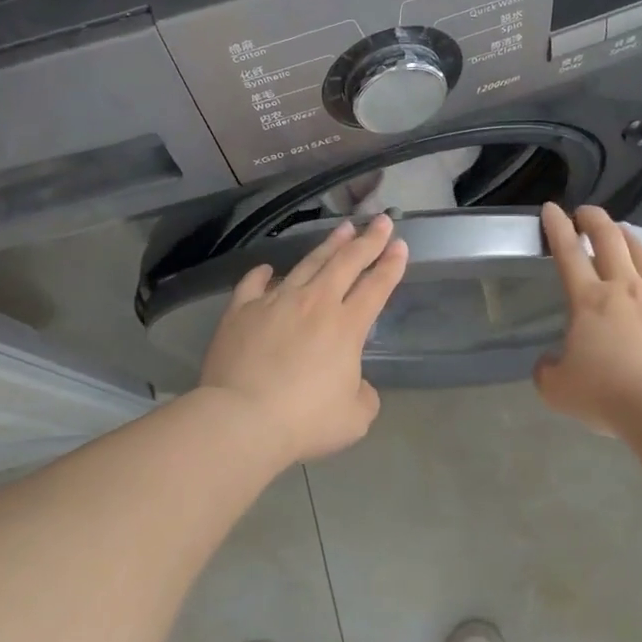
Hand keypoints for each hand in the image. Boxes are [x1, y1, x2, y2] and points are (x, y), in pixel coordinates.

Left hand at [197, 215, 409, 461]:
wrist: (242, 419)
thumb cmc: (305, 421)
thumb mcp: (354, 418)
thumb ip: (364, 395)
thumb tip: (355, 384)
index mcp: (346, 327)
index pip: (376, 287)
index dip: (391, 265)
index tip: (401, 245)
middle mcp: (314, 304)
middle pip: (346, 263)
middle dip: (368, 240)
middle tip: (381, 220)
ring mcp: (275, 302)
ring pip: (307, 264)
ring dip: (328, 246)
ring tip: (342, 229)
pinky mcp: (240, 311)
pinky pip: (253, 285)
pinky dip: (263, 274)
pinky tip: (268, 268)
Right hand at [534, 202, 641, 435]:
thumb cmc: (607, 394)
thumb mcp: (558, 390)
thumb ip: (548, 370)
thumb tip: (549, 362)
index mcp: (589, 300)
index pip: (568, 253)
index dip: (557, 228)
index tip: (552, 209)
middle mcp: (625, 289)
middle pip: (610, 241)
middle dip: (595, 220)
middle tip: (587, 212)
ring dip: (629, 239)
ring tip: (623, 233)